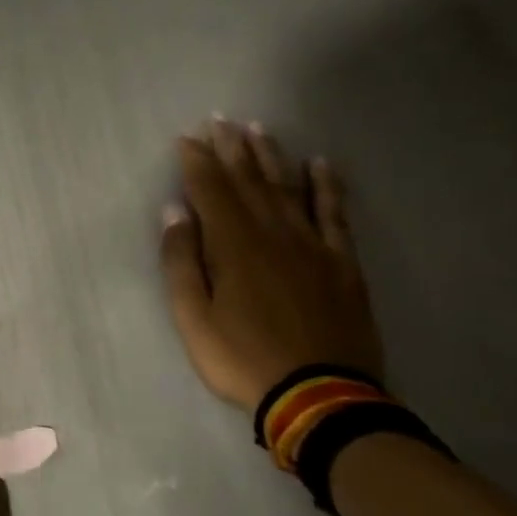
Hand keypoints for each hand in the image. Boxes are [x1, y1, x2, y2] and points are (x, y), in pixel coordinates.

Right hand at [159, 118, 384, 411]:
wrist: (320, 396)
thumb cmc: (243, 359)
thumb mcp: (193, 318)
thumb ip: (181, 262)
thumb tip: (174, 212)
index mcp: (233, 246)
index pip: (210, 190)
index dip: (197, 161)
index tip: (187, 137)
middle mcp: (272, 233)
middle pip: (248, 181)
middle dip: (230, 148)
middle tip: (220, 119)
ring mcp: (311, 245)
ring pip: (287, 188)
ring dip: (270, 156)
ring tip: (258, 128)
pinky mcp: (341, 262)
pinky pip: (334, 213)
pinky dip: (326, 186)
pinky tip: (319, 163)